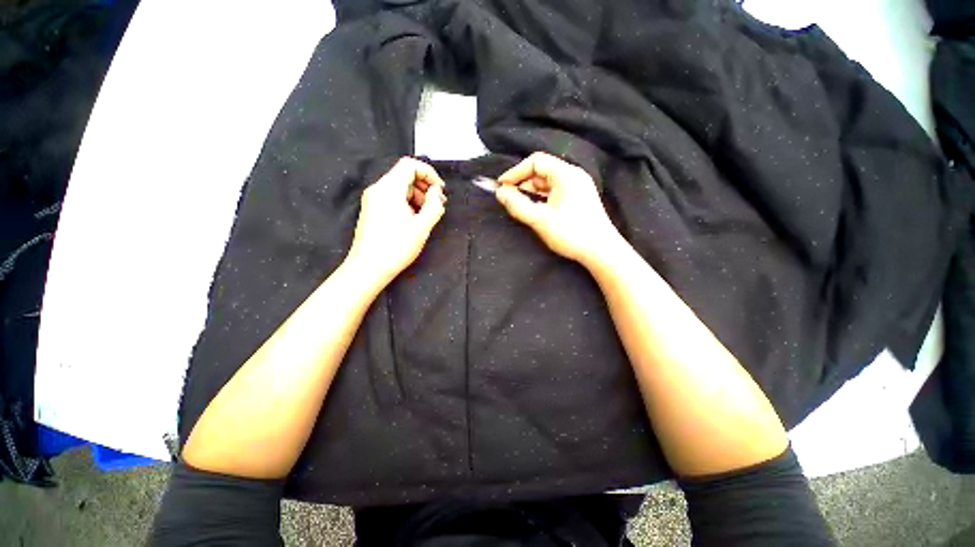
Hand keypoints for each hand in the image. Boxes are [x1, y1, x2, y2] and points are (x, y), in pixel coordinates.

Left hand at [345, 158, 446, 287]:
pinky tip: (415, 218)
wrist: (368, 268)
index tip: (440, 190)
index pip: (410, 165)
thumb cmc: (396, 248)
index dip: (429, 173)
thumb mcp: (422, 227)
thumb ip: (434, 206)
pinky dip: (407, 202)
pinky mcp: (372, 209)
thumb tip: (437, 193)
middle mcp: (378, 189)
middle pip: (405, 175)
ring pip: (400, 186)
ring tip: (429, 213)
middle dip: (425, 186)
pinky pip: (393, 197)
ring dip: (417, 195)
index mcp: (389, 189)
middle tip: (438, 203)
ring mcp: (373, 199)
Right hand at [496, 152, 620, 265]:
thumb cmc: (571, 234)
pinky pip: (555, 190)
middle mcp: (573, 175)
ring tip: (519, 204)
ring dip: (531, 190)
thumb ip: (517, 205)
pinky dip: (542, 197)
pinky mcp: (579, 198)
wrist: (601, 252)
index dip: (515, 172)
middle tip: (509, 197)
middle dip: (522, 181)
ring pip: (548, 181)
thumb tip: (500, 193)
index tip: (501, 186)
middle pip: (542, 170)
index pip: (535, 161)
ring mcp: (578, 186)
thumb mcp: (540, 220)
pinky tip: (535, 208)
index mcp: (566, 174)